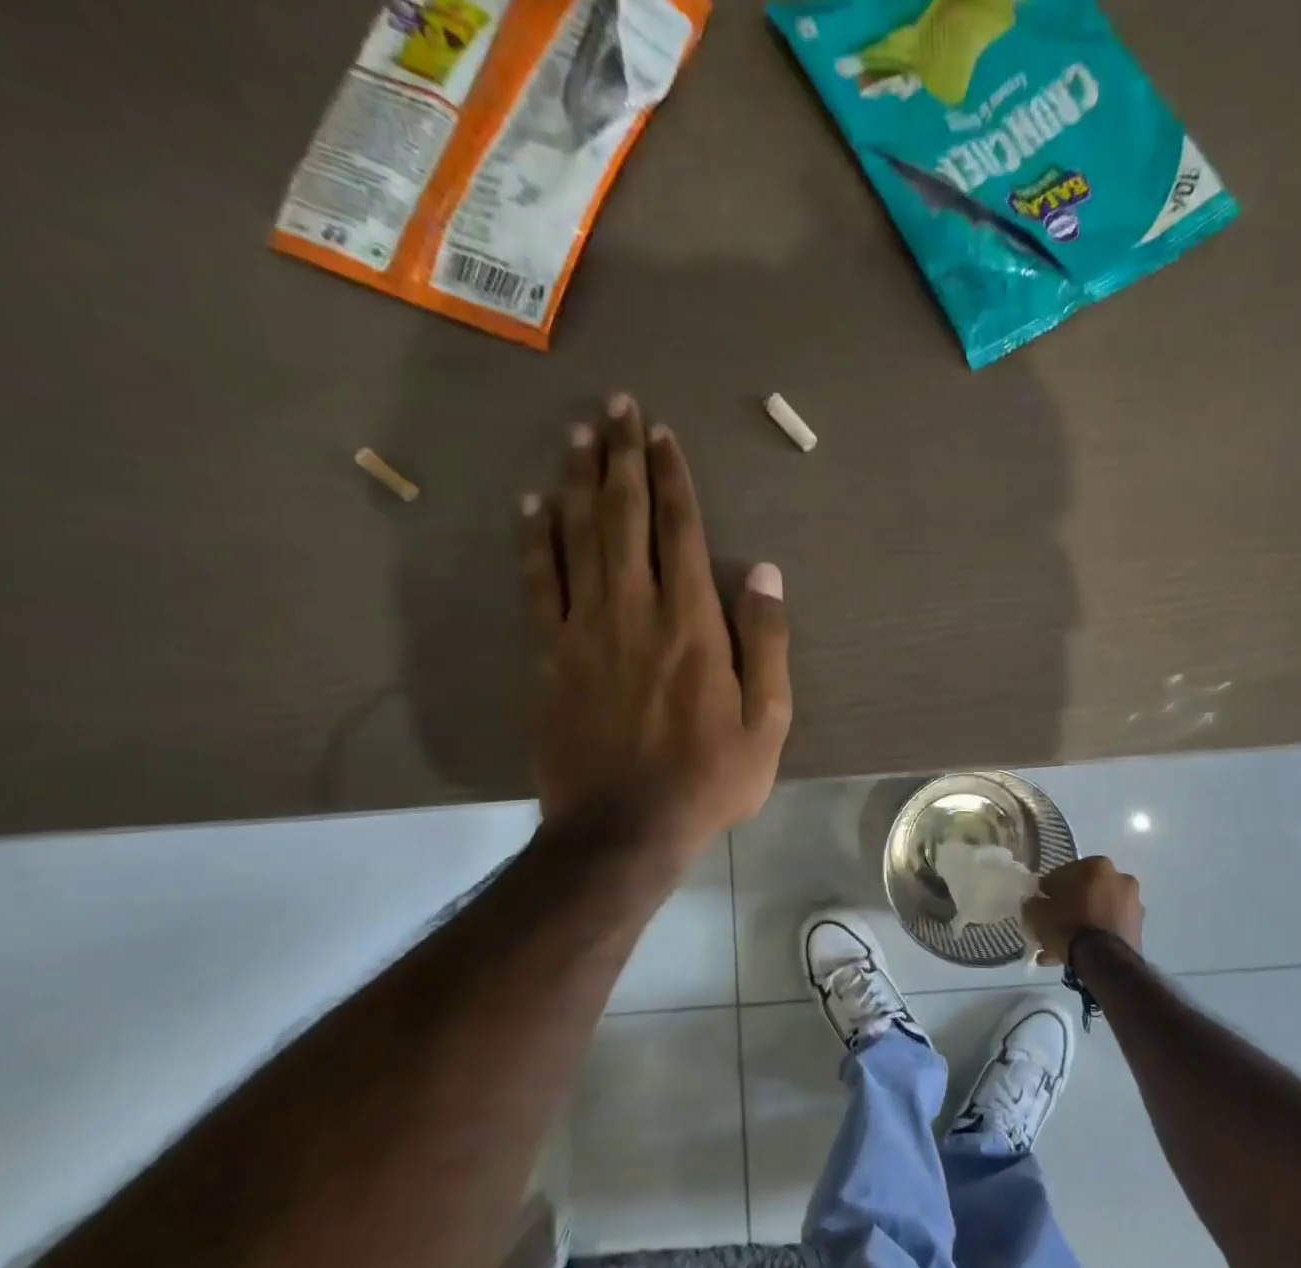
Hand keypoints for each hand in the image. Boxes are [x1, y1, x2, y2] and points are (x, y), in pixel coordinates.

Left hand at [519, 394, 790, 856]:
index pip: (680, 530)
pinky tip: (532, 505)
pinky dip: (534, 539)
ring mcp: (583, 629)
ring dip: (578, 480)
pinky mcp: (548, 655)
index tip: (662, 433)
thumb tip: (762, 571)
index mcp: (692, 624)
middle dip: (622, 457)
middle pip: (624, 517)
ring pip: (577, 537)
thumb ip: (767, 641)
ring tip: (577, 434)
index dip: (672, 478)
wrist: (624, 828)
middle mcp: (634, 610)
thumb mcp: (768, 721)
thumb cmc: (709, 778)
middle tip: (615, 406)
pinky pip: (537, 583)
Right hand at [1024, 856, 1143, 965]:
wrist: (1105, 961)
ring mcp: (1132, 904)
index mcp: (1097, 866)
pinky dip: (1093, 936)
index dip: (1049, 889)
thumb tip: (1035, 902)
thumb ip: (1034, 903)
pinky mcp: (1138, 928)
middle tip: (1052, 922)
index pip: (1064, 873)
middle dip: (1068, 906)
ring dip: (1081, 923)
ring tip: (1060, 946)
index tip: (1041, 902)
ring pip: (1097, 911)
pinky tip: (1074, 954)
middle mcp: (1120, 878)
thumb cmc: (1069, 926)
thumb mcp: (1038, 913)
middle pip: (1085, 891)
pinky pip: (1107, 927)